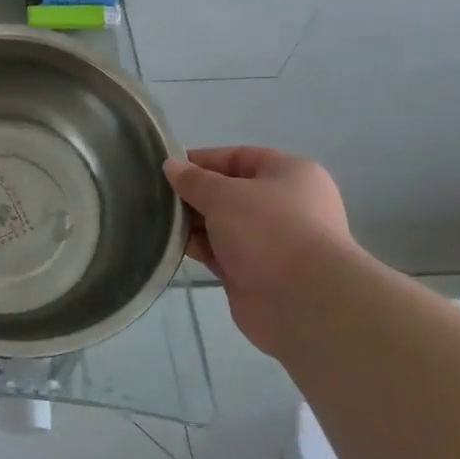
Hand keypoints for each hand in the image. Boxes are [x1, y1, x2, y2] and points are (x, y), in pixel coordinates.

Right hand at [165, 146, 355, 358]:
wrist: (303, 301)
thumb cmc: (268, 230)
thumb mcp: (224, 195)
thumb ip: (194, 180)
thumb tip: (171, 166)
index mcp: (289, 174)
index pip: (238, 157)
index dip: (202, 160)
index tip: (166, 169)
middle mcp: (284, 205)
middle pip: (230, 192)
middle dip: (195, 195)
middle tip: (156, 197)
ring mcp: (271, 242)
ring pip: (223, 224)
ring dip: (194, 223)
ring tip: (158, 221)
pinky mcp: (256, 272)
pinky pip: (221, 252)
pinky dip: (200, 248)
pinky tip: (173, 246)